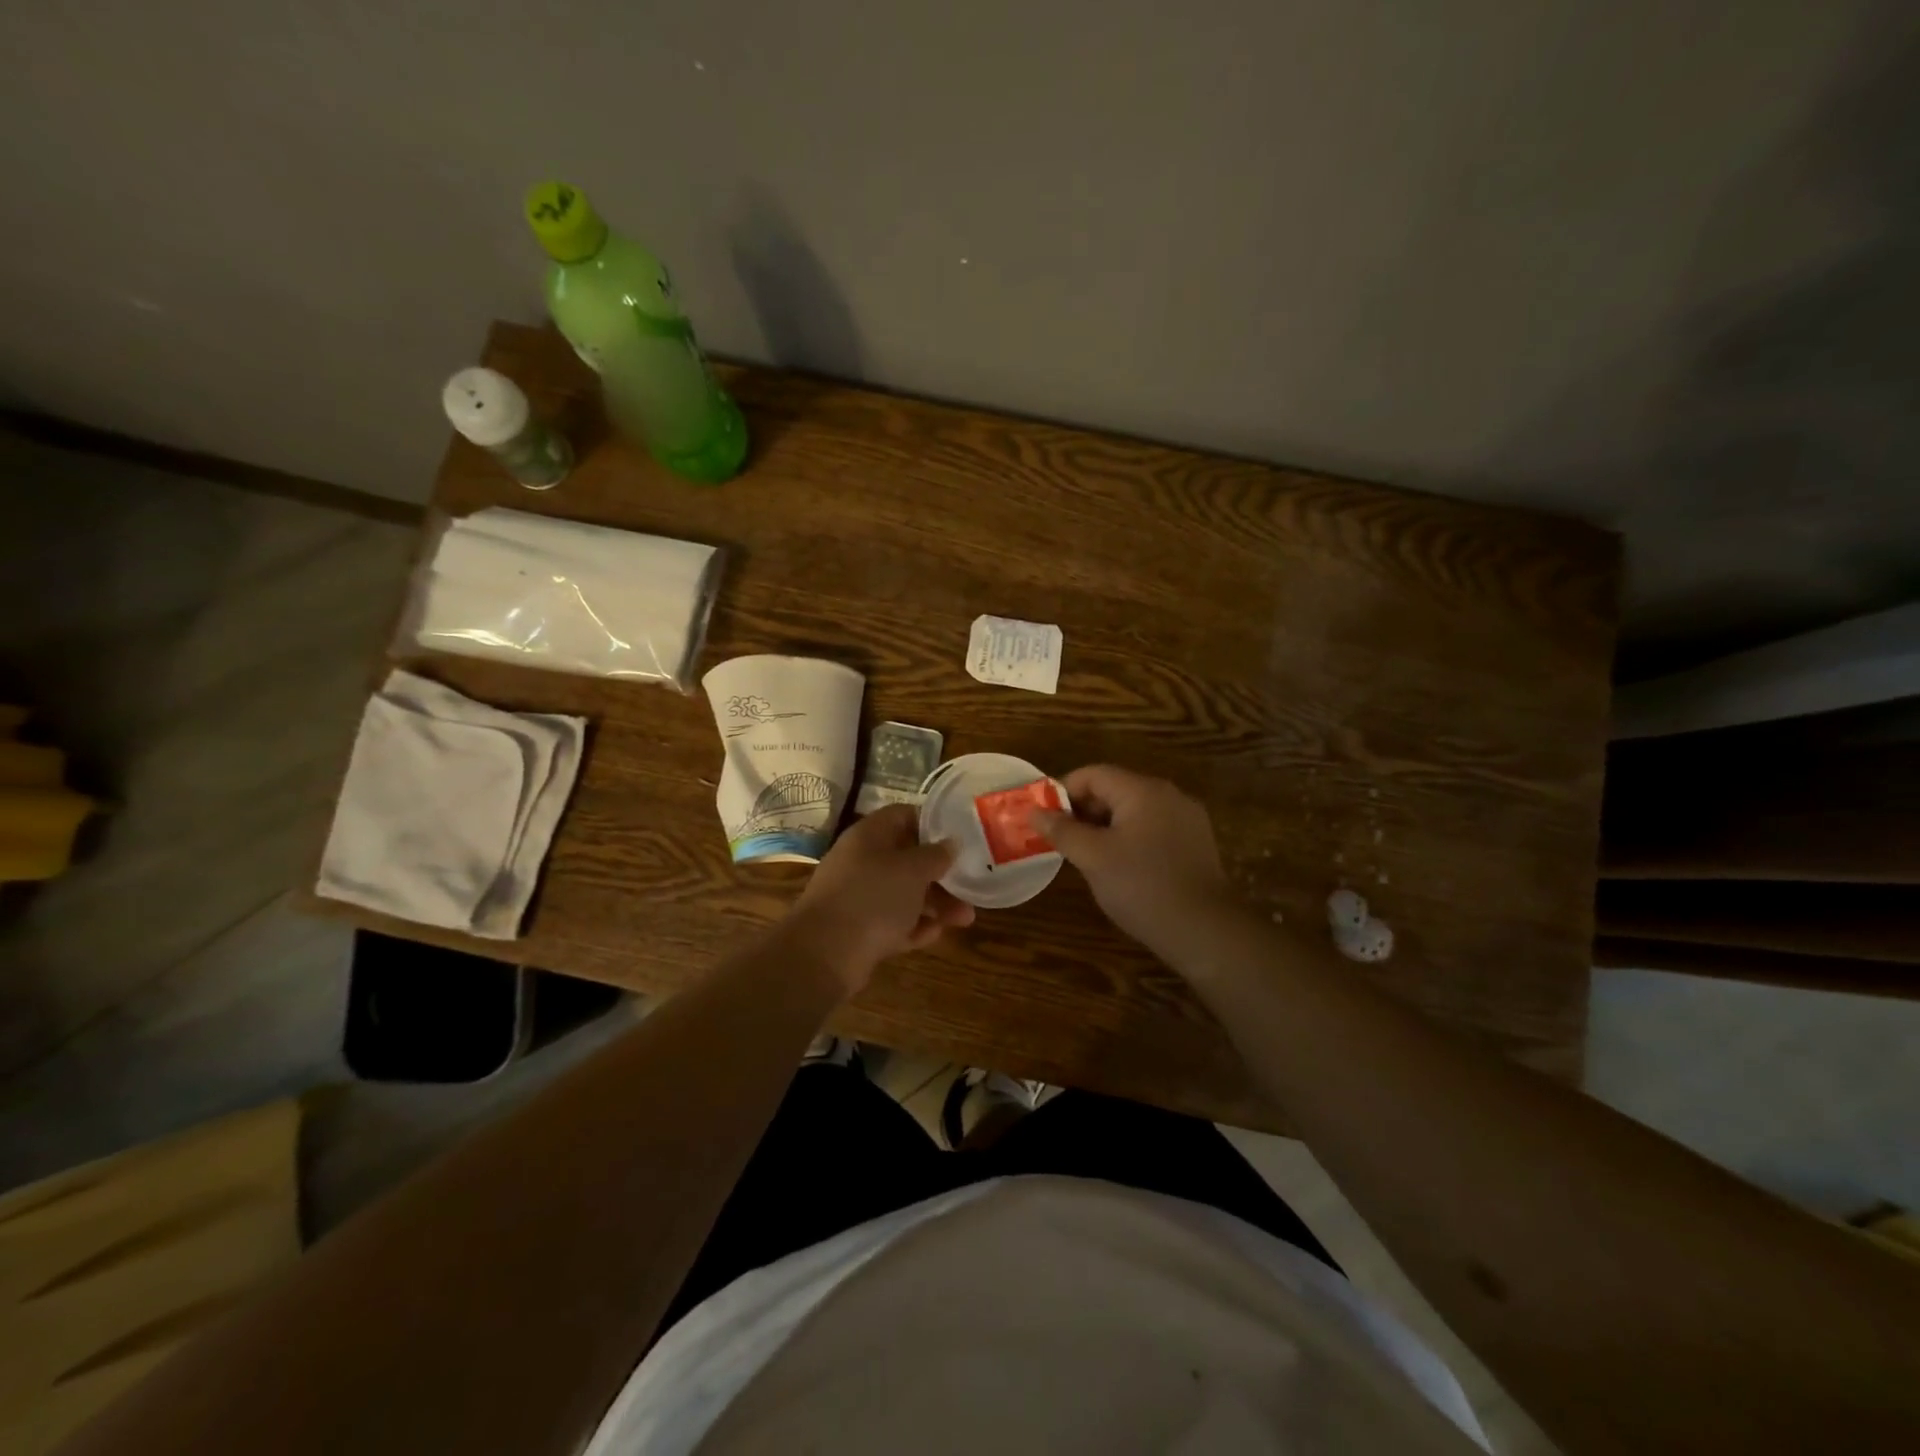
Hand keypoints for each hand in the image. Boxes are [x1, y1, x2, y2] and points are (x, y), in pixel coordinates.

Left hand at [789, 804, 974, 992]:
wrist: (825, 953)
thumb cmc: (873, 896)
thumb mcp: (913, 869)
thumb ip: (936, 854)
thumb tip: (952, 842)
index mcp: (870, 835)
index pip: (904, 815)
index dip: (933, 823)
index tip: (961, 835)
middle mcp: (862, 861)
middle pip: (908, 859)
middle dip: (941, 873)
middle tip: (971, 884)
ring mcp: (859, 897)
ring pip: (904, 893)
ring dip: (935, 904)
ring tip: (965, 919)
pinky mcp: (860, 930)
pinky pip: (894, 923)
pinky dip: (915, 927)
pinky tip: (937, 934)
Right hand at [1033, 765, 1234, 952]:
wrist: (1205, 930)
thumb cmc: (1142, 887)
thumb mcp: (1093, 857)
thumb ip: (1061, 831)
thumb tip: (1033, 812)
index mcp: (1143, 790)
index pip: (1093, 774)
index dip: (1063, 792)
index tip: (1044, 819)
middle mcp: (1168, 794)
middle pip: (1115, 789)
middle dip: (1083, 811)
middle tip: (1061, 841)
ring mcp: (1186, 818)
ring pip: (1133, 811)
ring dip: (1105, 827)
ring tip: (1085, 856)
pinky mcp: (1195, 843)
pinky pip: (1152, 828)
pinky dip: (1129, 839)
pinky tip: (1119, 868)